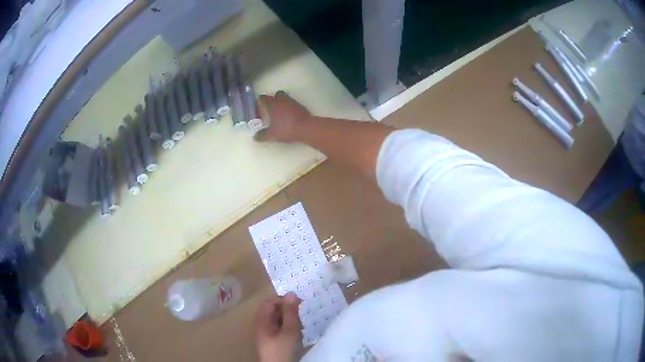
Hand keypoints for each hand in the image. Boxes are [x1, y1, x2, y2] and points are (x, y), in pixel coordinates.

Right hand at [255, 91, 311, 142]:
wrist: (306, 128)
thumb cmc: (286, 129)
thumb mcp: (272, 135)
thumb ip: (262, 135)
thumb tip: (255, 137)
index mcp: (273, 104)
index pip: (262, 98)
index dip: (259, 103)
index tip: (258, 110)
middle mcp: (282, 100)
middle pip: (275, 95)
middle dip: (272, 101)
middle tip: (270, 111)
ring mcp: (293, 102)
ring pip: (285, 99)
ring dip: (281, 104)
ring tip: (279, 115)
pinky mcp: (301, 106)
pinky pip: (292, 104)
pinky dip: (289, 109)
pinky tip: (288, 118)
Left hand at [255, 292, 302, 361]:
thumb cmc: (282, 349)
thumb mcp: (289, 331)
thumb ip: (290, 313)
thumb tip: (291, 293)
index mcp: (262, 320)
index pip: (270, 302)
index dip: (283, 300)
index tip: (298, 303)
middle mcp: (263, 324)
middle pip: (274, 310)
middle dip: (288, 311)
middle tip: (300, 318)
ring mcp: (267, 333)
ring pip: (279, 319)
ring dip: (291, 320)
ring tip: (299, 328)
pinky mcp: (273, 340)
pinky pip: (281, 328)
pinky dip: (289, 328)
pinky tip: (297, 334)